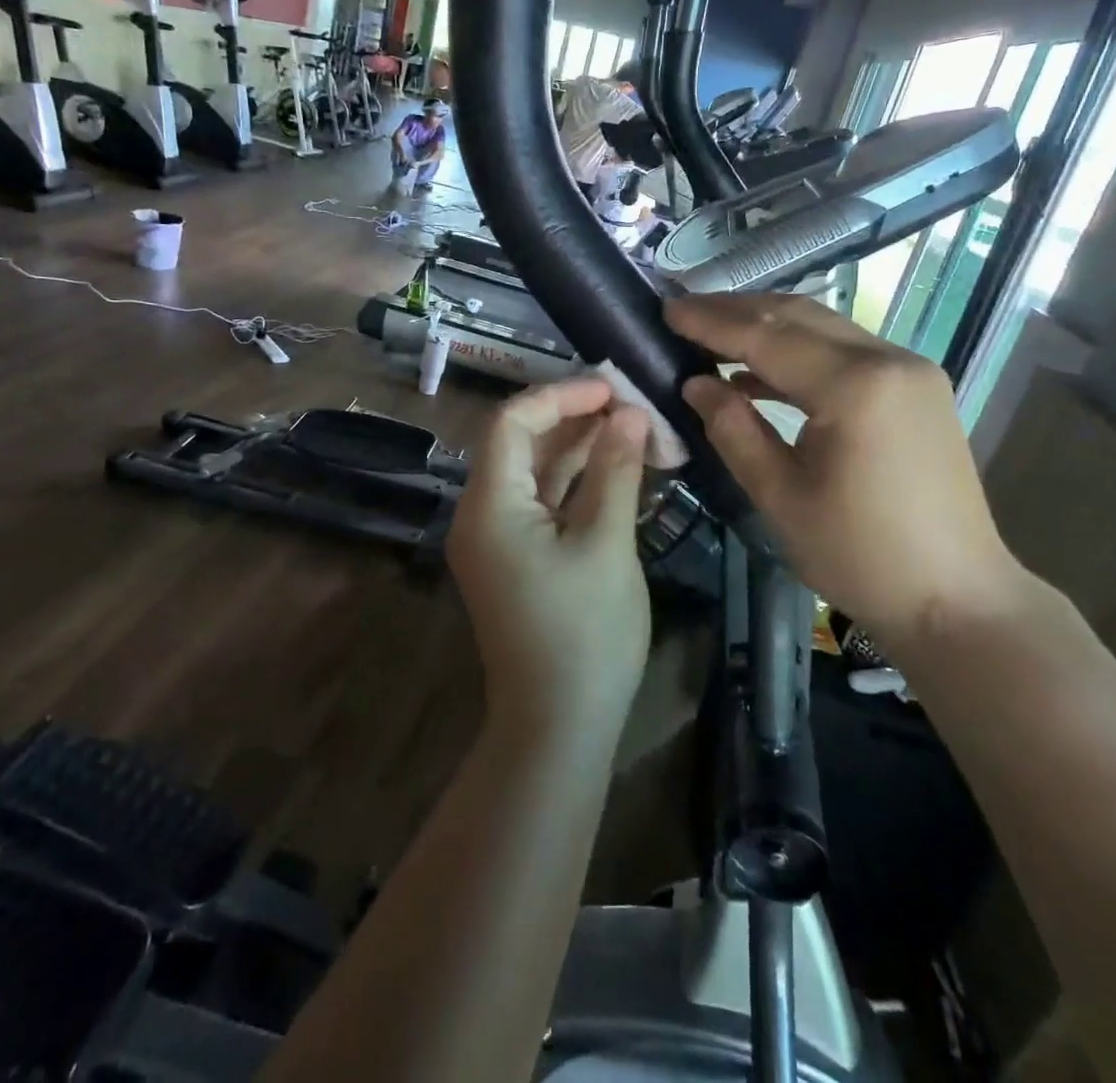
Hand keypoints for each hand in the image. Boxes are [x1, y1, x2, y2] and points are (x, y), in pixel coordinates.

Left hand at [446, 380, 652, 730]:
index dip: (560, 396)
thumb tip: (629, 413)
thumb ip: (615, 470)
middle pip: (522, 444)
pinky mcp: (519, 558)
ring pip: (537, 473)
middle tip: (630, 404)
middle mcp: (481, 513)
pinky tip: (618, 467)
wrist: (559, 726)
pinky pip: (544, 504)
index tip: (611, 388)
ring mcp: (498, 538)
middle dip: (575, 419)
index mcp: (488, 504)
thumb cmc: (584, 633)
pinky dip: (577, 483)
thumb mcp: (606, 543)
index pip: (511, 422)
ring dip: (581, 449)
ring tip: (633, 426)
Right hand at [667, 295, 1025, 652]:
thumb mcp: (780, 496)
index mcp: (854, 387)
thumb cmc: (861, 556)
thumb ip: (733, 429)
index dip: (711, 322)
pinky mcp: (917, 389)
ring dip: (767, 326)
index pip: (767, 336)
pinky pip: (846, 352)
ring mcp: (910, 371)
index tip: (667, 310)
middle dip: (736, 310)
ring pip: (824, 328)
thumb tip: (696, 384)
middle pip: (798, 317)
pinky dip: (800, 352)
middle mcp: (888, 360)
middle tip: (683, 311)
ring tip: (712, 333)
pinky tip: (760, 371)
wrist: (958, 600)